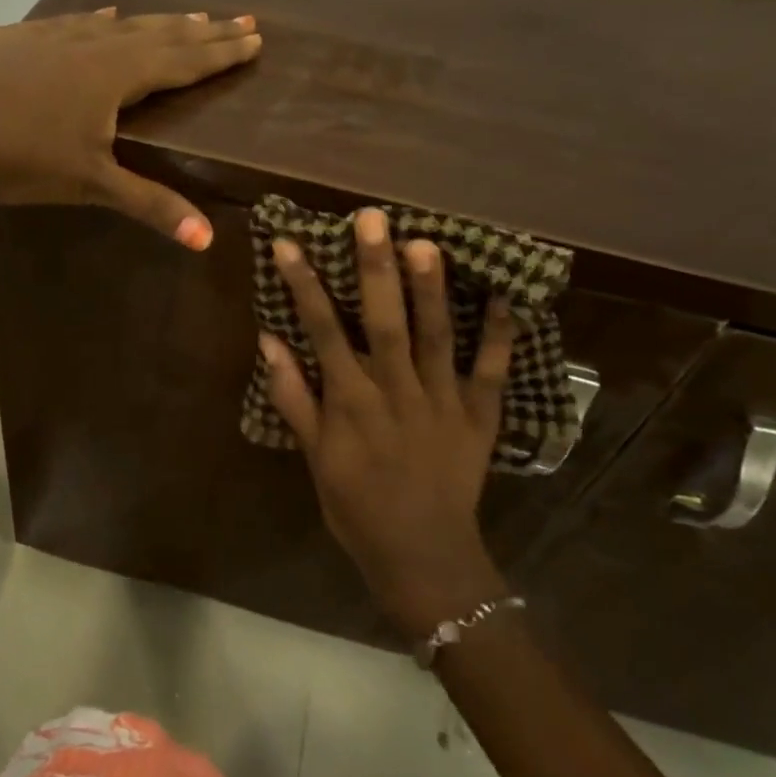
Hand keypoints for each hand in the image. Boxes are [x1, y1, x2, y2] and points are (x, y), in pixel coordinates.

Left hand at [0, 9, 259, 247]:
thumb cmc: (20, 158)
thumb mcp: (90, 185)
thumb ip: (151, 205)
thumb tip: (208, 240)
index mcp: (115, 76)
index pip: (183, 61)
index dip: (221, 53)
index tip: (255, 39)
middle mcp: (91, 45)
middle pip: (159, 34)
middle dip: (203, 30)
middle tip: (240, 19)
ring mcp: (49, 36)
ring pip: (116, 24)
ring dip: (156, 22)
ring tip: (186, 16)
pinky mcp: (14, 37)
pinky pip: (70, 23)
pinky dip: (96, 20)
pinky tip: (100, 16)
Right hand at [260, 207, 515, 635]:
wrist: (423, 557)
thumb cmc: (358, 508)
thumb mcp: (314, 459)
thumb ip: (293, 398)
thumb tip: (270, 341)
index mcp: (352, 402)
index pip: (323, 332)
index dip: (305, 286)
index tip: (289, 243)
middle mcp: (396, 391)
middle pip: (384, 322)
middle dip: (375, 269)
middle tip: (372, 219)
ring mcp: (443, 401)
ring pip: (437, 336)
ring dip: (431, 289)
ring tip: (426, 242)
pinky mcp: (480, 415)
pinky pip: (493, 370)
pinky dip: (501, 333)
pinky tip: (506, 293)